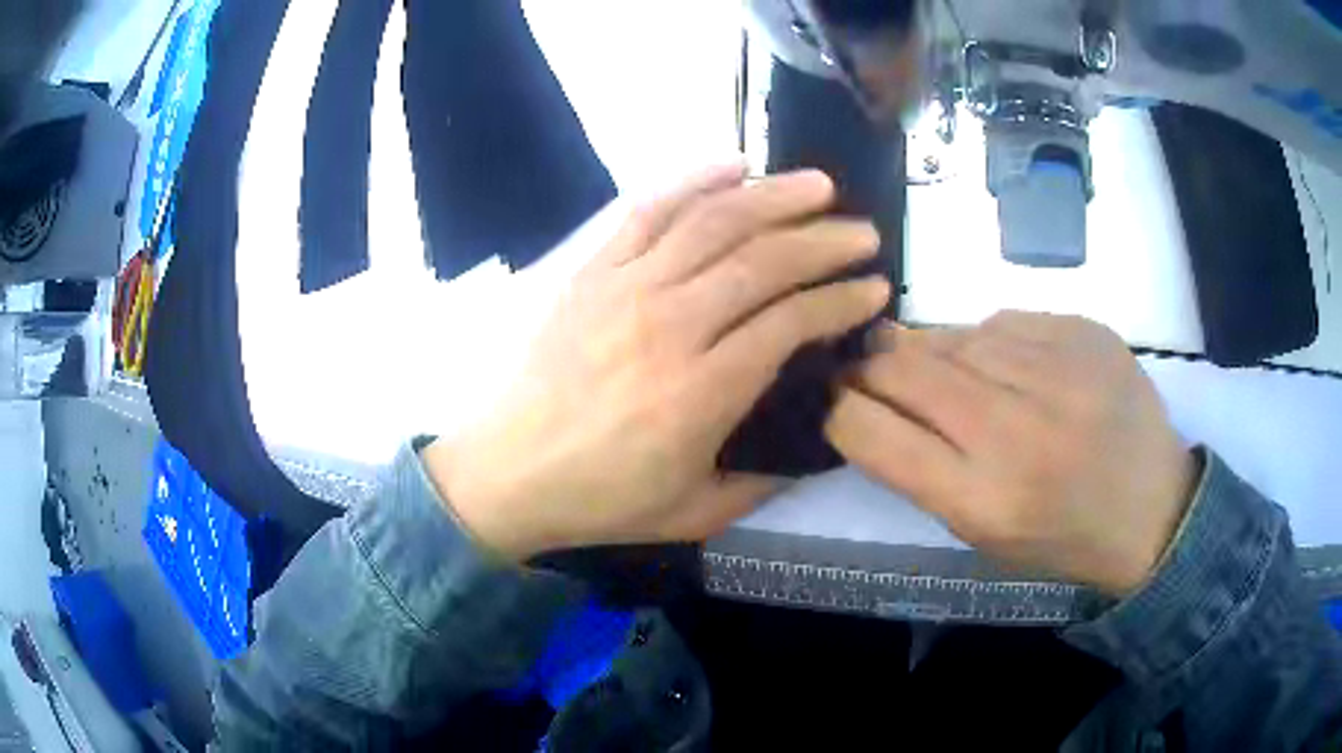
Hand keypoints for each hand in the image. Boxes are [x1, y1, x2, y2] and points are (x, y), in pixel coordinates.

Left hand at [423, 165, 889, 559]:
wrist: (506, 473)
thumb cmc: (600, 498)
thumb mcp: (694, 512)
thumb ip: (762, 483)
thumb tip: (813, 448)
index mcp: (702, 392)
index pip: (791, 322)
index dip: (841, 299)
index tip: (873, 289)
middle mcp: (670, 325)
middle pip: (763, 261)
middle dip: (825, 241)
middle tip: (863, 233)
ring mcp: (626, 288)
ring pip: (712, 223)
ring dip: (773, 197)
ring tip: (818, 186)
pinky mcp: (592, 271)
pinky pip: (647, 211)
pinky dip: (693, 180)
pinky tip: (733, 165)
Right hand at [825, 312, 1197, 595]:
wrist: (1153, 508)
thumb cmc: (1060, 536)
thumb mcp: (981, 532)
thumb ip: (920, 466)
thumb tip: (868, 394)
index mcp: (982, 500)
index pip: (869, 431)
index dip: (837, 408)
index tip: (834, 398)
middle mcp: (1016, 430)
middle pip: (903, 367)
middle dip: (871, 364)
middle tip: (871, 367)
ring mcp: (1057, 371)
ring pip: (952, 335)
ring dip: (934, 352)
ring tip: (954, 375)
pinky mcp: (1084, 331)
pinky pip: (1004, 320)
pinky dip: (990, 341)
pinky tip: (1012, 367)